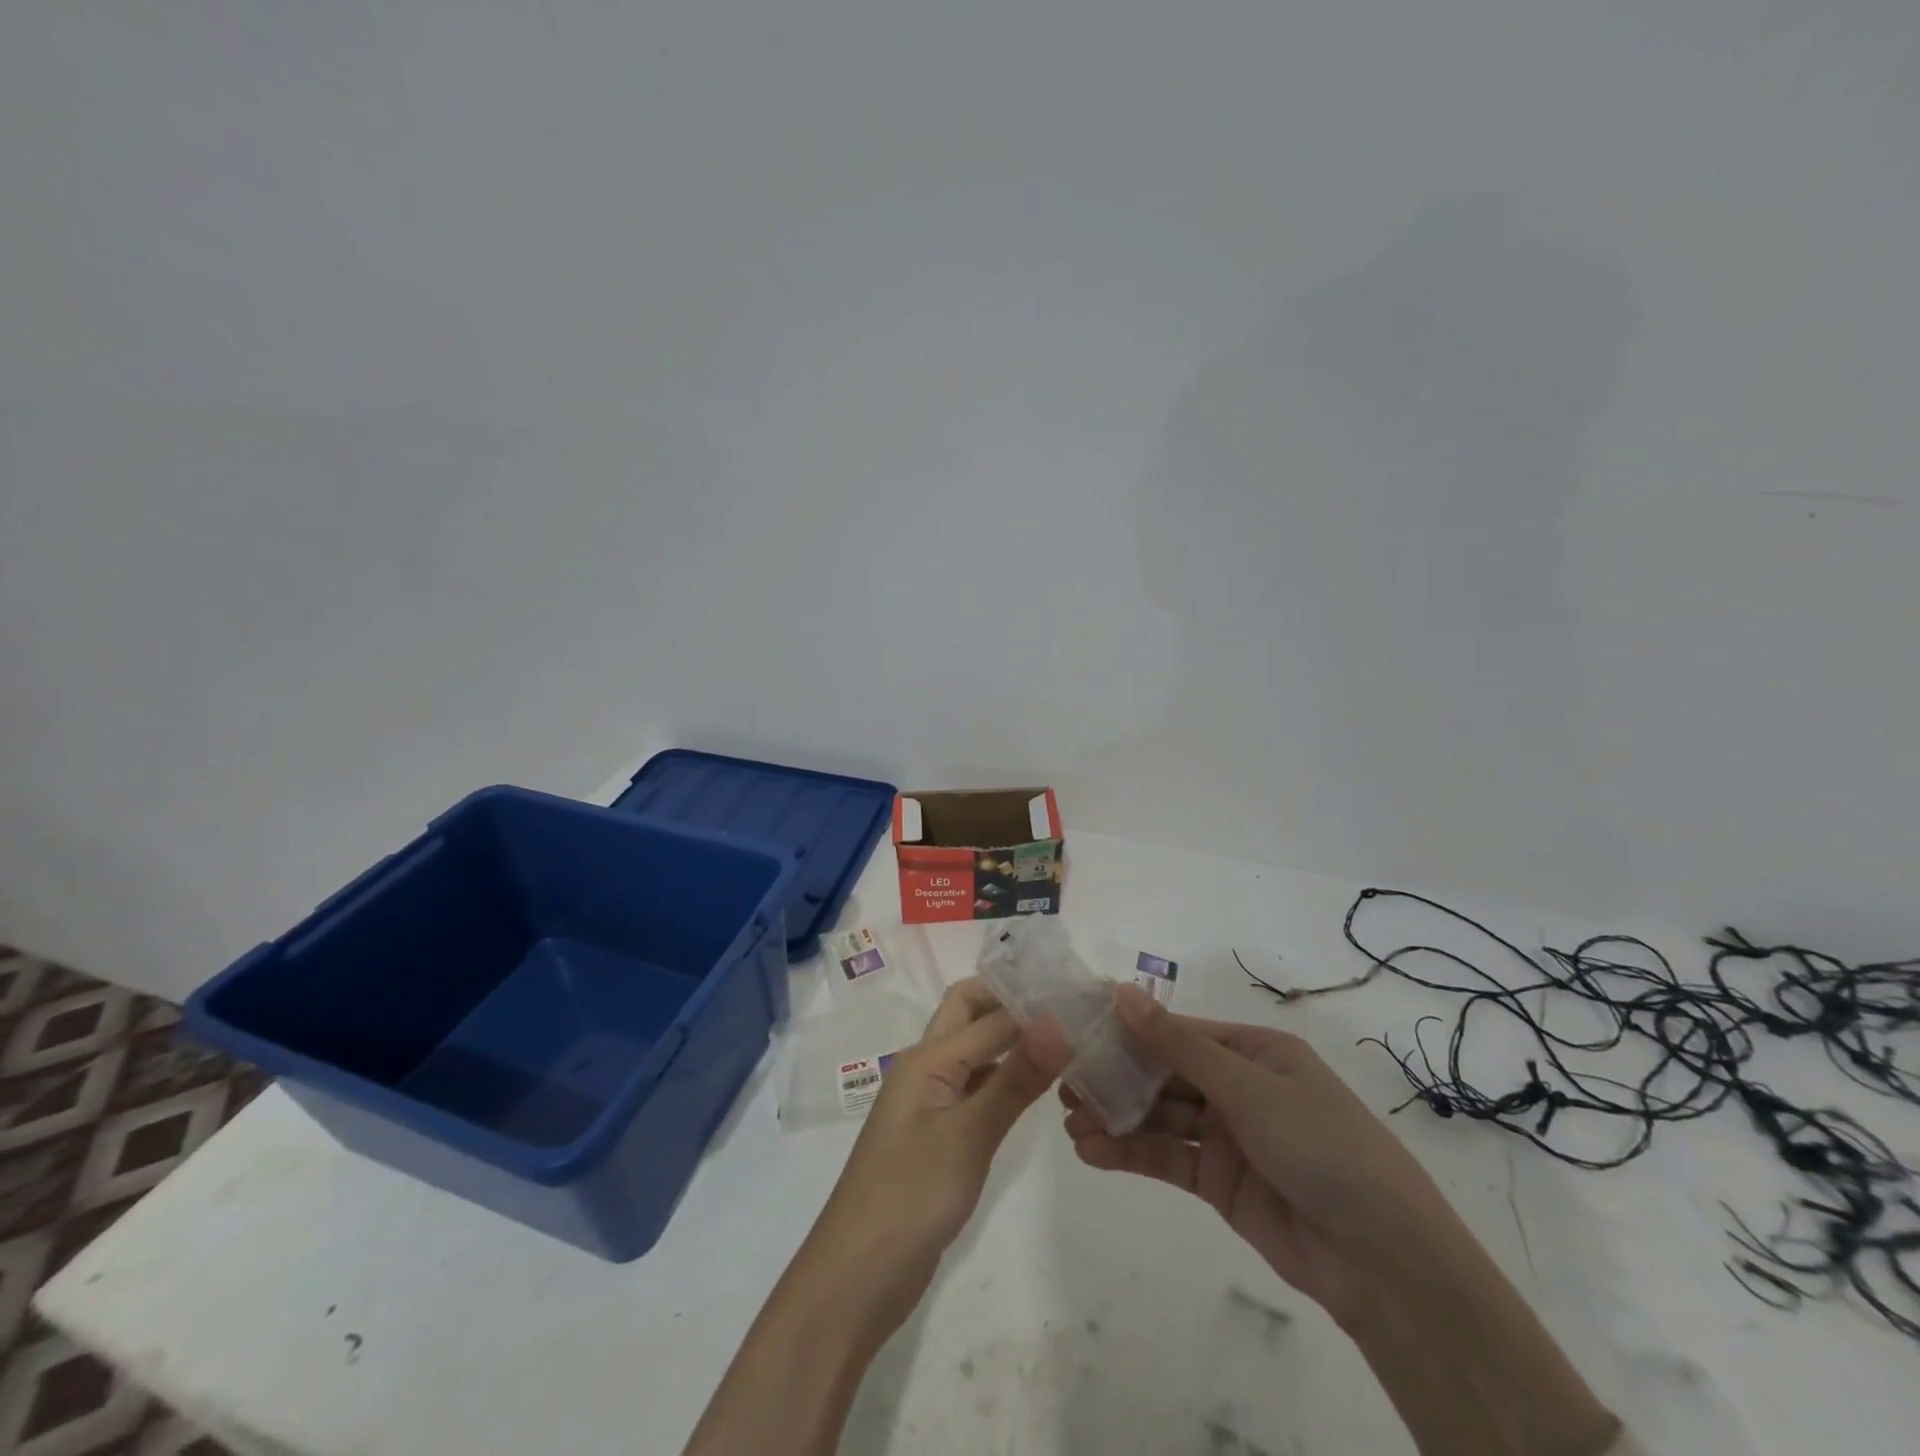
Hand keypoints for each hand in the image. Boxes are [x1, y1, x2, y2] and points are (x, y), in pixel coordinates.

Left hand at [683, 978, 1053, 1455]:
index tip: (1084, 998)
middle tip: (1069, 1007)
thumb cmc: (910, 1197)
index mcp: (927, 1056)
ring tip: (1068, 1038)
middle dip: (1013, 1002)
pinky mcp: (939, 1134)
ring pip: (976, 1051)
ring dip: (1013, 1040)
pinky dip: (1006, 1079)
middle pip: (970, 1013)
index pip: (989, 1013)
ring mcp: (931, 1101)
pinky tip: (1040, 1088)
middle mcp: (927, 1066)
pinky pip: (976, 1088)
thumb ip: (1015, 1078)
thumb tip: (1059, 1021)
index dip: (1033, 1002)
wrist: (856, 1279)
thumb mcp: (969, 1135)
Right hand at [1055, 983, 1453, 1323]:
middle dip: (1116, 1078)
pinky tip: (1092, 1152)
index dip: (1130, 1029)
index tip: (1079, 1029)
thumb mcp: (1248, 1086)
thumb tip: (1122, 991)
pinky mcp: (1219, 1182)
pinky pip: (1168, 1158)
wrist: (1383, 1262)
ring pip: (1160, 1117)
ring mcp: (1228, 1135)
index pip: (1179, 1031)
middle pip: (1165, 1073)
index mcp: (1254, 1050)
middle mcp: (1238, 1086)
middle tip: (1064, 1082)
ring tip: (1069, 1122)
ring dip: (1116, 1118)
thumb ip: (1177, 1045)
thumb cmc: (1321, 1146)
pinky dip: (1130, 1153)